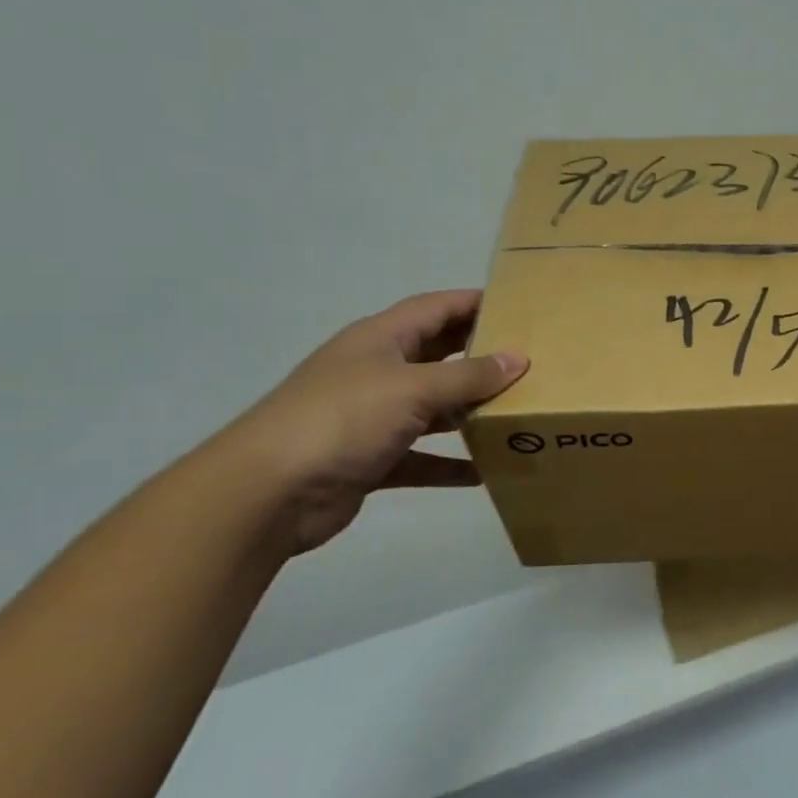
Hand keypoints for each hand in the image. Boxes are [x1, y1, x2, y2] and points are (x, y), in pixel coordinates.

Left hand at [210, 291, 526, 557]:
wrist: (267, 494)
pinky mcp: (372, 459)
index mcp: (381, 339)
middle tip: (531, 361)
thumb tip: (519, 358)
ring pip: (434, 407)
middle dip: (481, 356)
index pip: (436, 308)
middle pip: (439, 355)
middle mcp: (378, 371)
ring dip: (471, 411)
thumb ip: (468, 375)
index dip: (475, 303)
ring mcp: (373, 417)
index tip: (521, 307)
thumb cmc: (342, 420)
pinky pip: (422, 456)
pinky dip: (451, 463)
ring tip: (519, 413)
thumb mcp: (412, 388)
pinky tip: (486, 471)